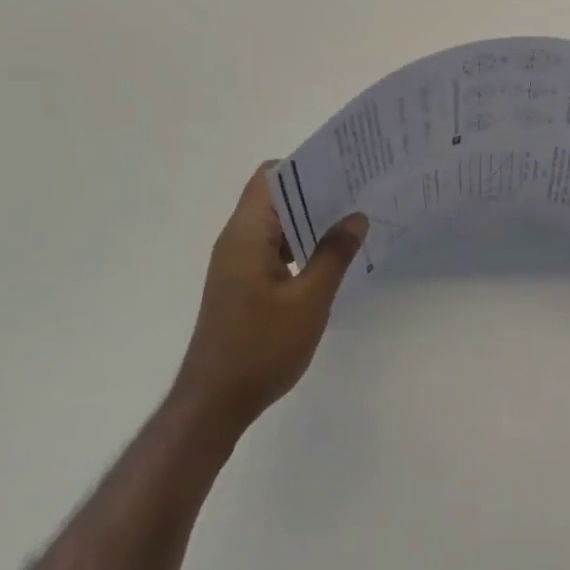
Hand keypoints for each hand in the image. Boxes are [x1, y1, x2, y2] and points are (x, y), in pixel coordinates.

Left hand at [173, 166, 367, 432]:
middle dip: (313, 189)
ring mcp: (235, 262)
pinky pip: (270, 246)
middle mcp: (236, 239)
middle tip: (357, 191)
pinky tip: (327, 256)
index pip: (270, 175)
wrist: (213, 403)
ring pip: (273, 222)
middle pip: (273, 195)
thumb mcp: (309, 301)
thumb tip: (356, 217)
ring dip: (307, 218)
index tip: (342, 168)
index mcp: (247, 234)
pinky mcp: (239, 282)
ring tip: (350, 219)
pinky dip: (297, 242)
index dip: (304, 165)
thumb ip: (334, 254)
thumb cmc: (261, 348)